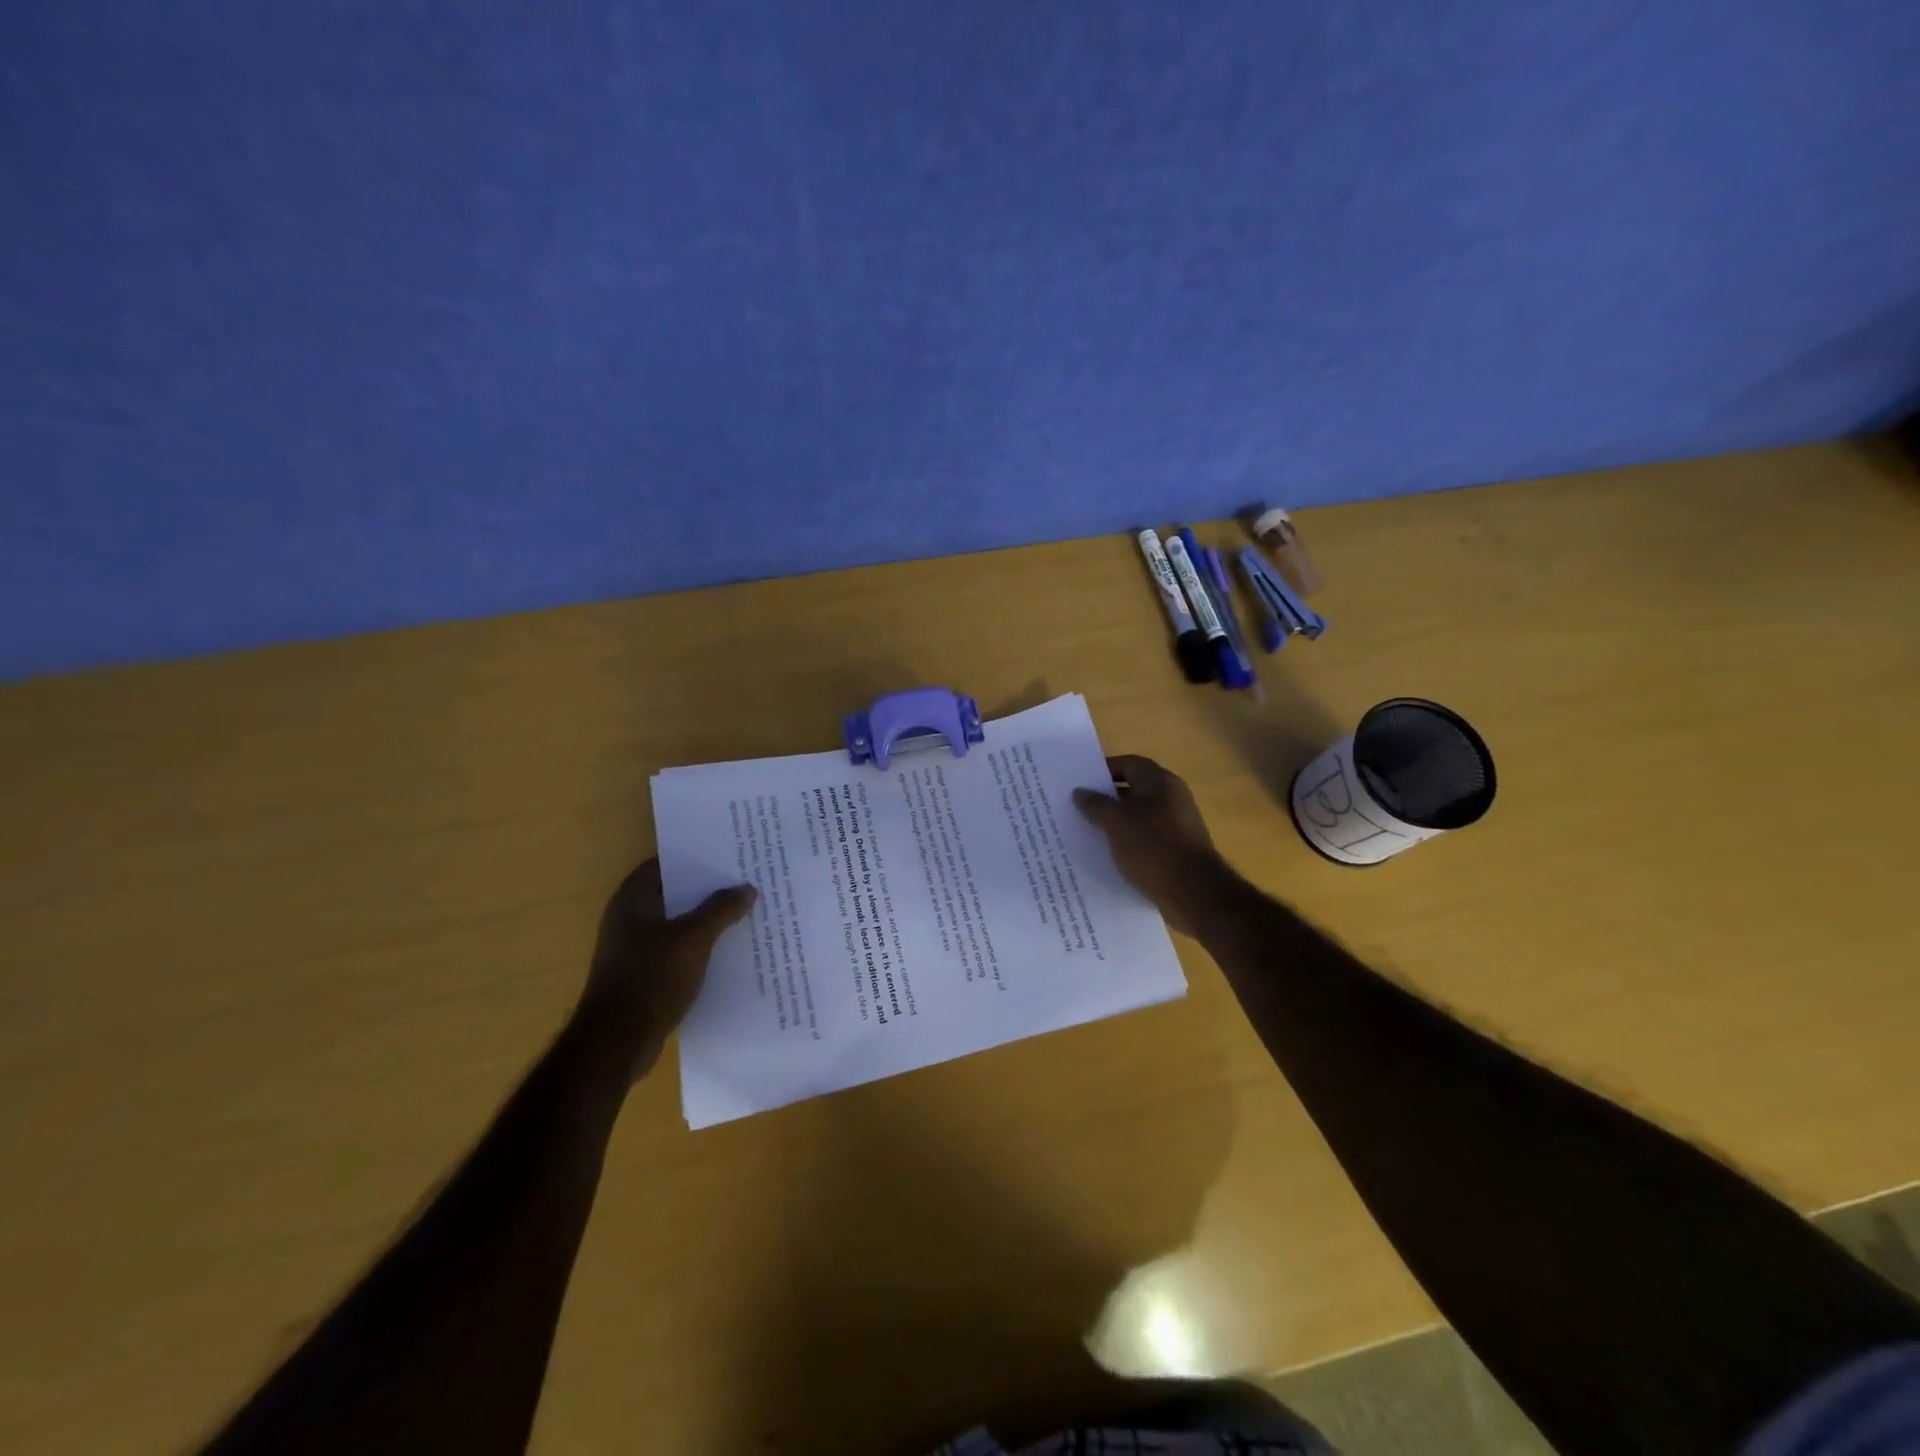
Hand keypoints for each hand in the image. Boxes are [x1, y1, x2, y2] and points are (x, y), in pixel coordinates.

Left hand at [577, 859, 756, 1080]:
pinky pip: (677, 950)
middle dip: (707, 890)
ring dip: (706, 920)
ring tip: (744, 912)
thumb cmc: (652, 977)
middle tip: (745, 881)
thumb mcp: (694, 938)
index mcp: (632, 900)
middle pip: (674, 894)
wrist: (618, 1042)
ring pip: (678, 924)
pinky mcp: (643, 975)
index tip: (728, 855)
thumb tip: (747, 888)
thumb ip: (721, 909)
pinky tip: (728, 950)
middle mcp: (629, 919)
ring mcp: (634, 949)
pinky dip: (699, 947)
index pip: (665, 864)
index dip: (696, 858)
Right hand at [1074, 755, 1232, 936]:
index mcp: (1160, 782)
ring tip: (1086, 832)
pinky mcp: (1177, 850)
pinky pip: (1146, 838)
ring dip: (1115, 823)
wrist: (1194, 893)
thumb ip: (1096, 804)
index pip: (1128, 763)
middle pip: (1133, 789)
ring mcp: (1177, 825)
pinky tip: (1108, 855)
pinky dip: (1128, 842)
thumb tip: (1080, 792)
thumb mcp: (1116, 823)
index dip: (1103, 770)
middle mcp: (1172, 797)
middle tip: (1076, 808)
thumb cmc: (1153, 847)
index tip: (1079, 782)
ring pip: (1138, 816)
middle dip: (1106, 798)